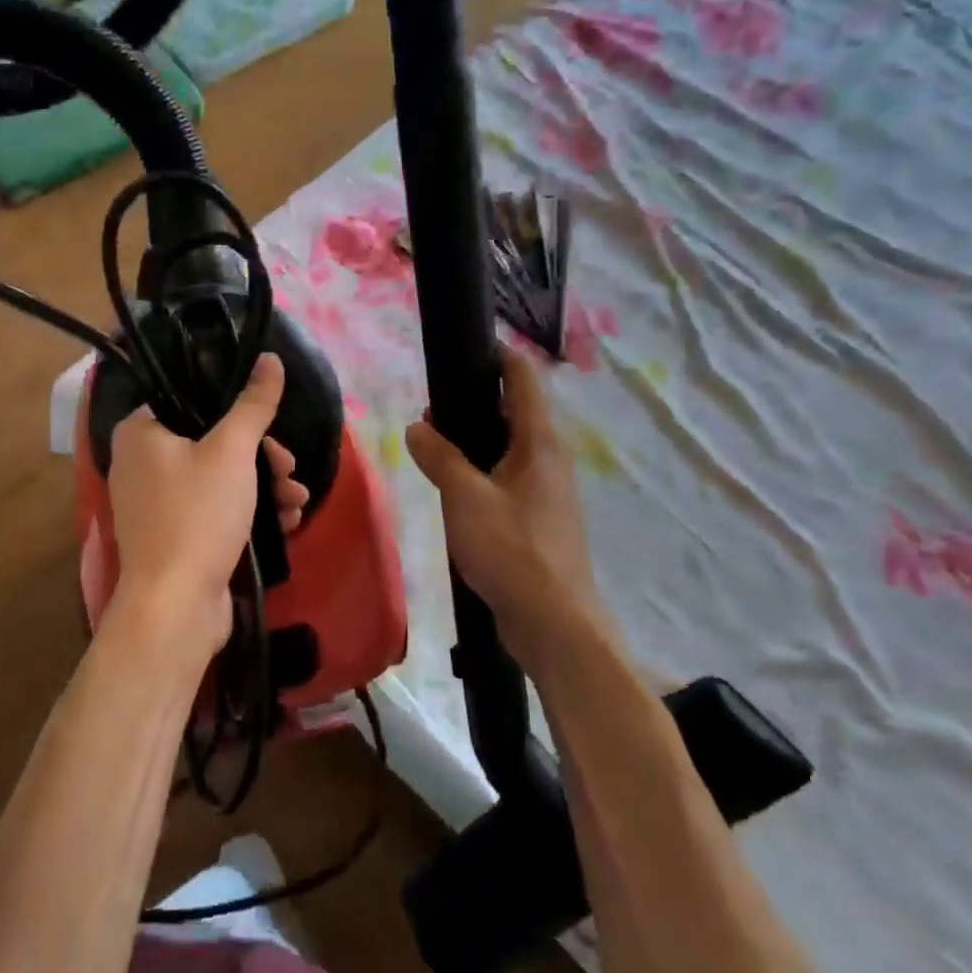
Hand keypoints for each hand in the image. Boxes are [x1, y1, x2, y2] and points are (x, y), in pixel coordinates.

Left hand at [104, 353, 306, 666]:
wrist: (175, 607)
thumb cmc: (197, 515)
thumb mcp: (232, 451)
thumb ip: (253, 403)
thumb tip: (270, 357)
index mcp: (140, 432)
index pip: (189, 398)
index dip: (235, 407)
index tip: (270, 424)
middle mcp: (141, 463)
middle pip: (211, 440)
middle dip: (261, 456)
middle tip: (288, 468)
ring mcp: (157, 504)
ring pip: (219, 477)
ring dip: (264, 485)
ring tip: (297, 500)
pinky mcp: (175, 535)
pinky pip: (215, 509)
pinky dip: (249, 511)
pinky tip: (287, 522)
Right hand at [405, 349, 607, 670]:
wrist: (555, 624)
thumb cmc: (512, 550)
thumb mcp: (465, 498)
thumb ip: (439, 458)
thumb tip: (417, 427)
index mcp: (540, 443)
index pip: (524, 379)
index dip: (498, 356)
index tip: (463, 348)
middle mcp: (550, 459)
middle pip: (515, 412)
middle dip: (474, 402)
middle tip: (429, 407)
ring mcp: (547, 491)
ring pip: (509, 448)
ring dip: (474, 441)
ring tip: (432, 445)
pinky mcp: (539, 520)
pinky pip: (507, 479)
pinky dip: (481, 471)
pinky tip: (453, 489)